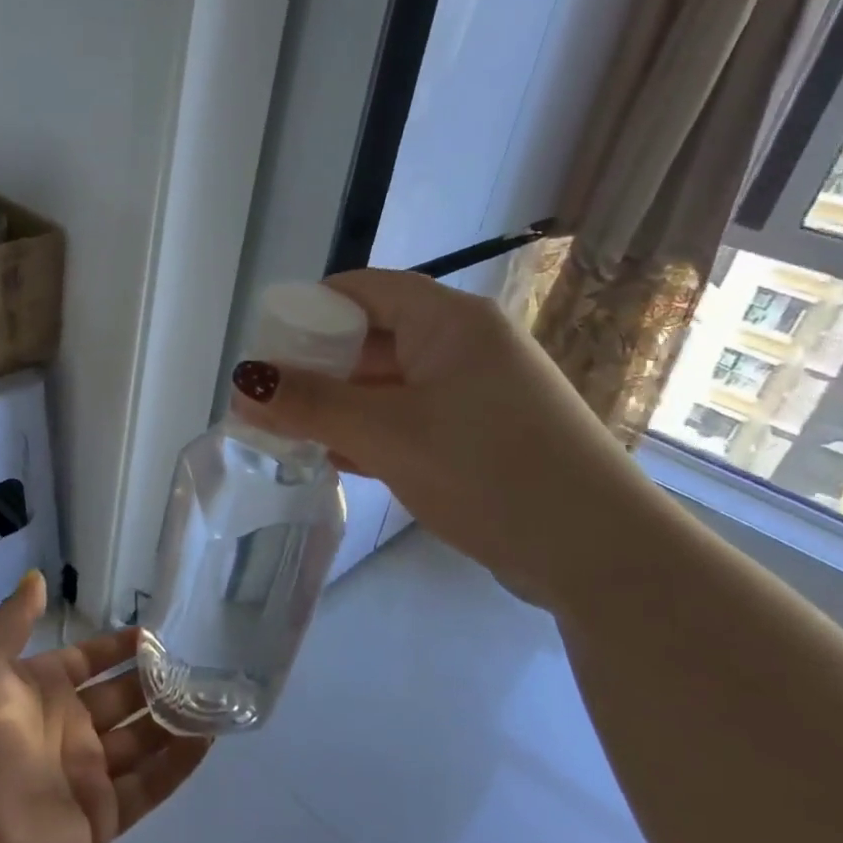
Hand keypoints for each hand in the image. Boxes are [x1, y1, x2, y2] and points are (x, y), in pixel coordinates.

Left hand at [0, 571, 210, 842]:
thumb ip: (13, 622)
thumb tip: (37, 577)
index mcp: (37, 692)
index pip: (88, 662)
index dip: (117, 648)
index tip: (154, 633)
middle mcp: (65, 730)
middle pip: (120, 699)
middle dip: (155, 681)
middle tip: (197, 664)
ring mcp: (84, 776)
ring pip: (140, 741)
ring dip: (173, 720)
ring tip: (214, 697)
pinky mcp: (99, 819)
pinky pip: (147, 787)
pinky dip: (177, 765)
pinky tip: (207, 739)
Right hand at [229, 269, 672, 609]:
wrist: (599, 553)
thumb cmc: (488, 470)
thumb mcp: (386, 433)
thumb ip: (310, 405)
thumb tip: (242, 385)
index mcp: (448, 321)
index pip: (362, 290)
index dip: (307, 309)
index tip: (263, 344)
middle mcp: (463, 344)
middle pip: (371, 336)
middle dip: (314, 364)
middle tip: (264, 396)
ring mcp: (474, 391)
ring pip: (387, 382)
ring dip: (337, 403)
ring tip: (284, 429)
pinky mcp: (478, 434)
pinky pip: (408, 416)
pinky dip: (368, 430)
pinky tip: (331, 456)